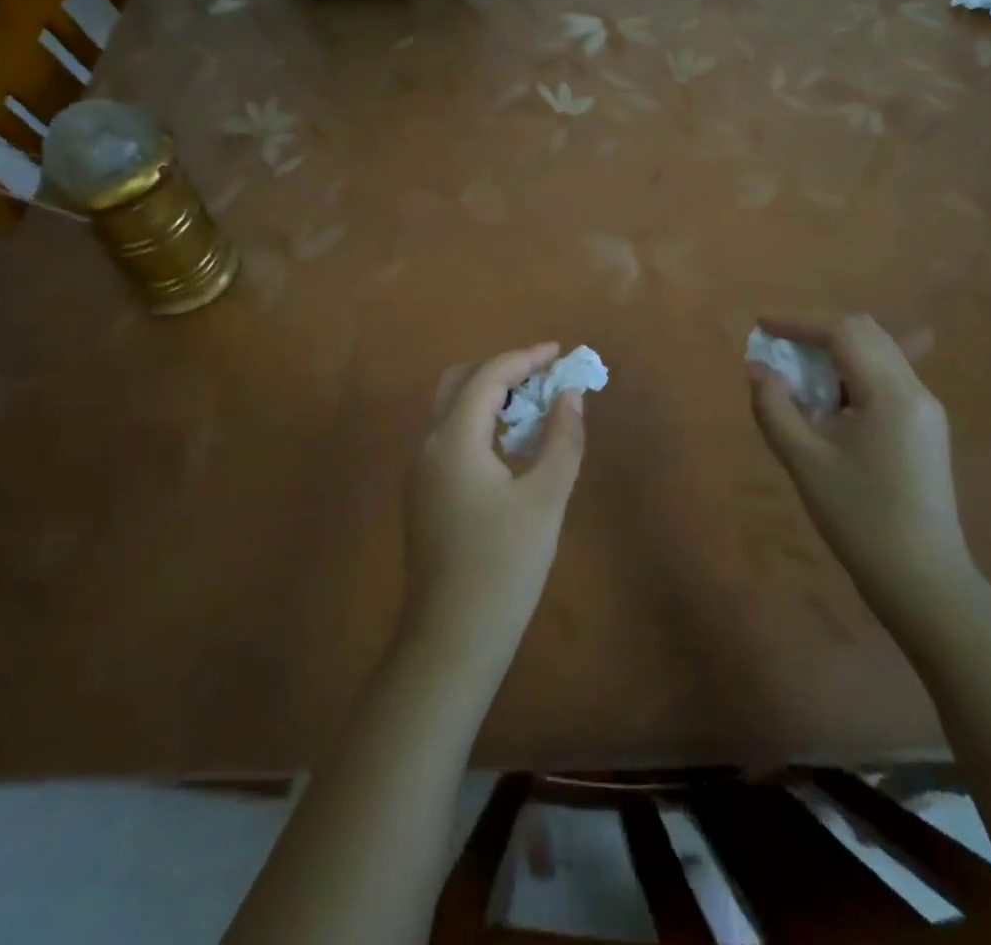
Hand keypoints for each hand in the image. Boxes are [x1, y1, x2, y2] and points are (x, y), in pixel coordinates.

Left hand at [401, 343, 586, 669]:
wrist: (452, 637)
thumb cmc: (504, 565)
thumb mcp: (545, 499)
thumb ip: (561, 439)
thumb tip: (570, 395)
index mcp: (453, 437)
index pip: (488, 376)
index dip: (525, 358)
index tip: (559, 352)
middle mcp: (428, 444)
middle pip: (459, 382)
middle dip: (501, 369)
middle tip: (542, 375)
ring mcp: (420, 470)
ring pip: (450, 409)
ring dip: (488, 395)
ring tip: (532, 404)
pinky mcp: (423, 493)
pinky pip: (449, 436)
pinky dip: (478, 421)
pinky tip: (508, 444)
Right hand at [747, 315, 968, 606]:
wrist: (923, 581)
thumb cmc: (859, 518)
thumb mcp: (804, 460)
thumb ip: (774, 407)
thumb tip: (757, 368)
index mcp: (891, 393)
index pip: (843, 332)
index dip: (799, 322)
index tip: (762, 326)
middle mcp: (916, 391)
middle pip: (866, 334)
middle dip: (818, 331)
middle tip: (779, 346)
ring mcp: (926, 411)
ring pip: (878, 355)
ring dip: (835, 352)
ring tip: (797, 372)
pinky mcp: (925, 431)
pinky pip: (885, 380)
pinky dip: (851, 374)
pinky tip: (828, 402)